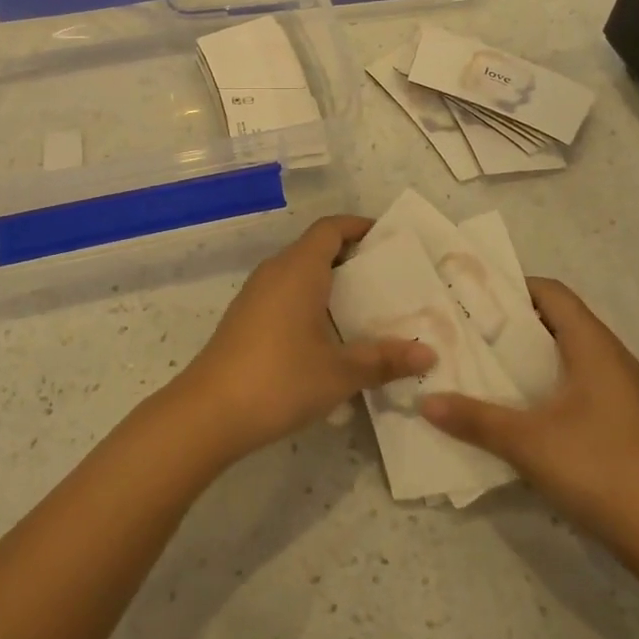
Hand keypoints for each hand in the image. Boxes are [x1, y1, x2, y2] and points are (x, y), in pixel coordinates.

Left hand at [173, 215, 435, 462]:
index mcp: (299, 269)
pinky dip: (311, 302)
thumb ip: (384, 360)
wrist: (209, 412)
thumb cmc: (280, 379)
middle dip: (352, 259)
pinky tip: (329, 337)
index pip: (331, 228)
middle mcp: (275, 271)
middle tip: (389, 281)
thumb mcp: (340, 372)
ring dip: (331, 283)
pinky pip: (285, 294)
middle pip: (316, 248)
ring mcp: (256, 294)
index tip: (389, 239)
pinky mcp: (245, 317)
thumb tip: (429, 353)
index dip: (359, 227)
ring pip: (300, 273)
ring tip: (367, 310)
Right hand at [419, 278, 638, 558]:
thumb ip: (474, 418)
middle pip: (556, 318)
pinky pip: (575, 378)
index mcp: (593, 344)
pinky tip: (517, 403)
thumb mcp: (526, 442)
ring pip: (566, 351)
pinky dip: (544, 378)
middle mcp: (609, 356)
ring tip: (482, 362)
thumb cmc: (598, 468)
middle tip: (466, 329)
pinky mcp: (619, 417)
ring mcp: (618, 388)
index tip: (470, 297)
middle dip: (511, 321)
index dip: (511, 288)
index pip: (551, 292)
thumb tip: (424, 401)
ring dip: (527, 353)